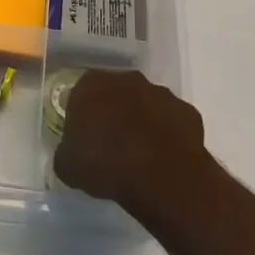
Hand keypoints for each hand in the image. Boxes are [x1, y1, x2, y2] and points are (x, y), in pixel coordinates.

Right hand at [52, 68, 206, 219]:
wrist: (159, 175)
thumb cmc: (105, 163)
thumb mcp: (68, 166)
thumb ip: (66, 153)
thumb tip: (71, 155)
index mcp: (92, 84)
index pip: (82, 94)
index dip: (83, 117)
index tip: (84, 139)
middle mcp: (127, 79)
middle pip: (116, 94)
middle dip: (114, 114)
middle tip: (111, 146)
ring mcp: (161, 93)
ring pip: (147, 105)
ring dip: (142, 122)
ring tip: (140, 156)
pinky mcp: (187, 112)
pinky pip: (172, 122)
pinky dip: (168, 136)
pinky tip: (163, 160)